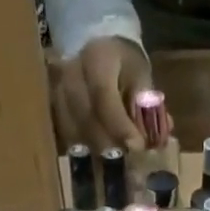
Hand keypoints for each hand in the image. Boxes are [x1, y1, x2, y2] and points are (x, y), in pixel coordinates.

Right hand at [51, 37, 153, 151]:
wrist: (97, 48)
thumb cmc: (123, 64)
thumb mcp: (140, 76)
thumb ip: (147, 106)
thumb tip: (158, 138)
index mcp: (97, 59)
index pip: (103, 96)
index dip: (120, 125)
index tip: (137, 146)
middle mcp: (70, 73)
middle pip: (85, 117)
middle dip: (108, 142)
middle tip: (127, 158)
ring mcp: (56, 91)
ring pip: (71, 130)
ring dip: (94, 150)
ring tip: (113, 162)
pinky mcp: (51, 109)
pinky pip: (63, 135)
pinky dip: (81, 151)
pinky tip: (95, 159)